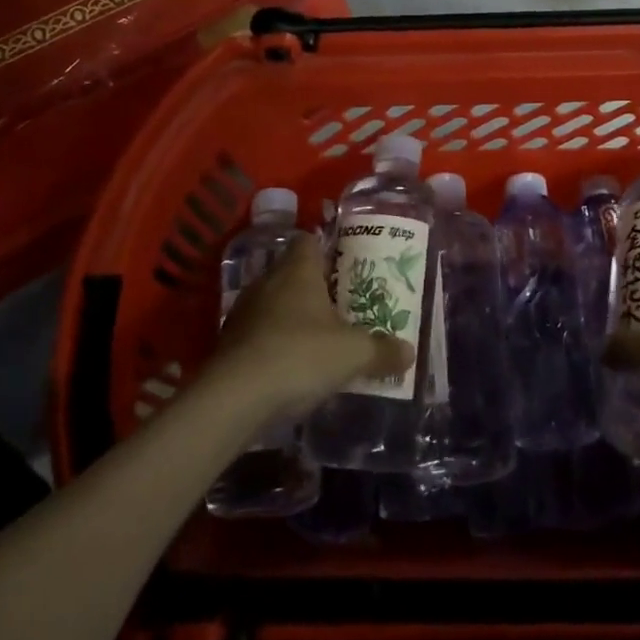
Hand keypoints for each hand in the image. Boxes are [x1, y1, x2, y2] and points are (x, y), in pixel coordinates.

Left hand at [212, 234, 413, 419]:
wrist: (234, 398)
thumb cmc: (300, 356)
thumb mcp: (352, 353)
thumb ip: (381, 349)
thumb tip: (409, 351)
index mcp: (297, 270)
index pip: (309, 240)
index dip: (327, 247)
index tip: (346, 263)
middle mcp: (268, 282)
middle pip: (293, 272)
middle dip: (315, 287)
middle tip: (342, 304)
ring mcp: (244, 312)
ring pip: (274, 303)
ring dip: (293, 317)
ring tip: (320, 337)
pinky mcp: (229, 343)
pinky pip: (259, 333)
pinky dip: (275, 343)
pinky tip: (292, 366)